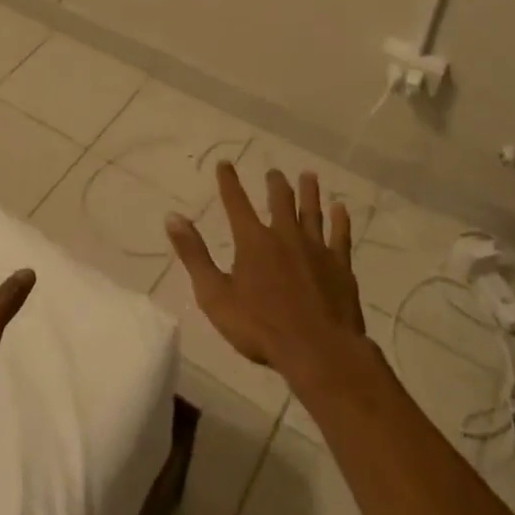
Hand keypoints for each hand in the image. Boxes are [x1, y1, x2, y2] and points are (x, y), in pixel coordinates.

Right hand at [166, 162, 368, 384]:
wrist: (318, 351)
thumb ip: (194, 255)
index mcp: (253, 241)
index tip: (225, 163)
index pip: (236, 203)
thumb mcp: (214, 295)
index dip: (229, 182)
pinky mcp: (340, 266)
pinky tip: (341, 209)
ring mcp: (316, 249)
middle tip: (275, 172)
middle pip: (280, 201)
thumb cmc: (260, 327)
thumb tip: (173, 217)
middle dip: (276, 185)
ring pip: (311, 212)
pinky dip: (340, 221)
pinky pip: (340, 236)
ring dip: (309, 193)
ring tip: (309, 176)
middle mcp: (284, 235)